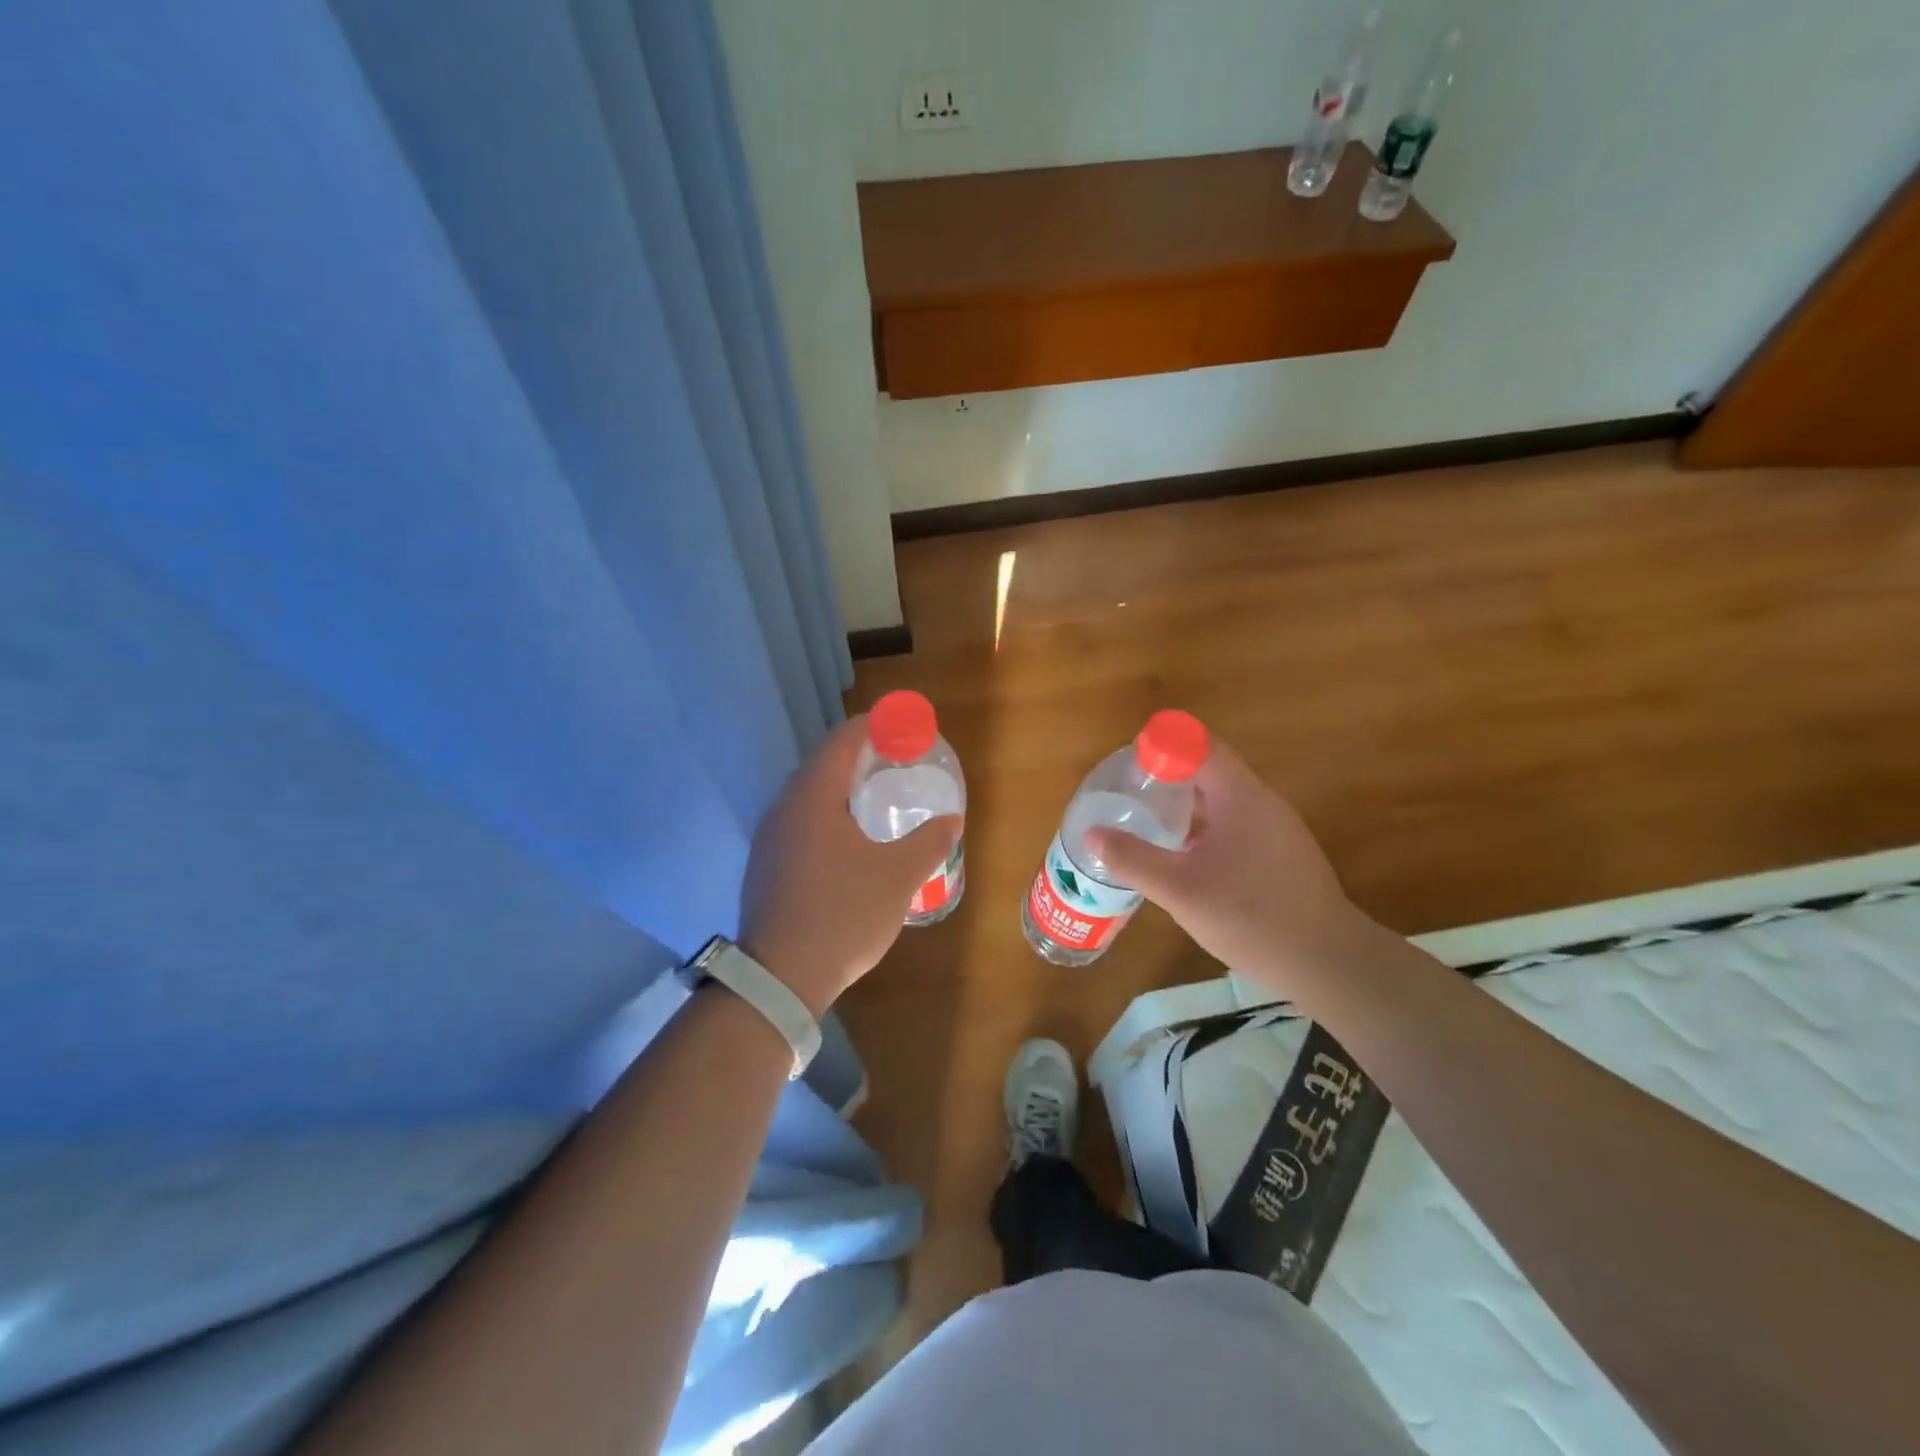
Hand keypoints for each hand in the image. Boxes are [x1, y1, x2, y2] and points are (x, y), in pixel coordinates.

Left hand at [739, 716, 961, 1017]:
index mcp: (814, 795)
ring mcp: (769, 837)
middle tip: (900, 765)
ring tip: (880, 802)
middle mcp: (784, 806)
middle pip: (825, 763)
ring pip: (810, 795)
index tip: (907, 728)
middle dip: (863, 757)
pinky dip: (829, 816)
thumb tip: (952, 819)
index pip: (845, 739)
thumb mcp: (899, 877)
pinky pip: (801, 822)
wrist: (779, 978)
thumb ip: (929, 842)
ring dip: (844, 789)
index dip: (877, 725)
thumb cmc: (844, 914)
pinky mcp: (765, 864)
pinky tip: (849, 843)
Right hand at [1086, 739, 1371, 1000]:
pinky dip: (1205, 826)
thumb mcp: (1179, 890)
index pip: (1199, 745)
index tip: (1129, 767)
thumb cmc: (1250, 916)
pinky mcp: (1282, 851)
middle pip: (1209, 768)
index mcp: (1240, 796)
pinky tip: (1184, 856)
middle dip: (1167, 776)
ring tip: (1148, 824)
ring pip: (1222, 798)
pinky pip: (1236, 822)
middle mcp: (1262, 801)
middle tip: (1129, 796)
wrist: (1326, 961)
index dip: (1162, 746)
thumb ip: (1133, 859)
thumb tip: (1092, 835)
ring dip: (1185, 803)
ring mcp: (1277, 827)